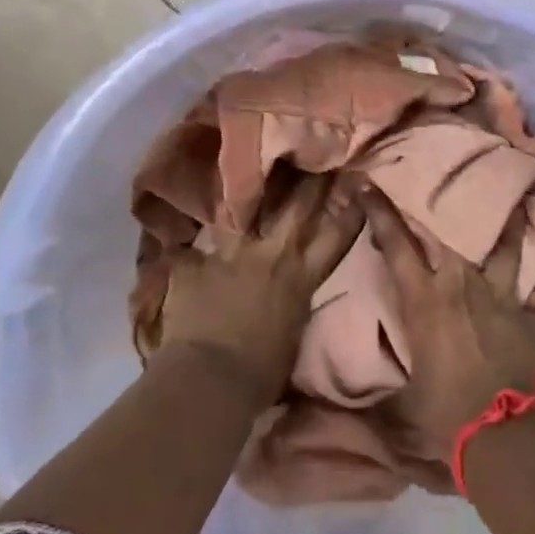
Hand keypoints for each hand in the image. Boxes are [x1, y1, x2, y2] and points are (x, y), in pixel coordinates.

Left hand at [156, 173, 364, 407]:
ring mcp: (230, 255)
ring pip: (241, 213)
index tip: (358, 181)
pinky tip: (176, 244)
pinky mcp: (195, 264)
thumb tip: (289, 300)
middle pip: (295, 208)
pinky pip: (188, 251)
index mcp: (300, 278)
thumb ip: (292, 306)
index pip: (334, 238)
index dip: (348, 210)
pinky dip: (185, 252)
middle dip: (308, 180)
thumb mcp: (291, 337)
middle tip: (313, 154)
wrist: (211, 380)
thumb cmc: (261, 375)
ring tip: (244, 169)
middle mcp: (270, 256)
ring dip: (245, 195)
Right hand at [365, 189, 534, 460]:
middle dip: (444, 205)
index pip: (395, 243)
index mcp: (424, 298)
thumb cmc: (445, 413)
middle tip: (445, 181)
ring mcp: (501, 299)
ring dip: (509, 228)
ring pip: (505, 250)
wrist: (507, 437)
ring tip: (521, 204)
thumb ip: (378, 388)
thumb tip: (342, 402)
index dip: (379, 210)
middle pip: (452, 232)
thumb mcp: (401, 400)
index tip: (366, 183)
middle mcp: (462, 286)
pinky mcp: (529, 320)